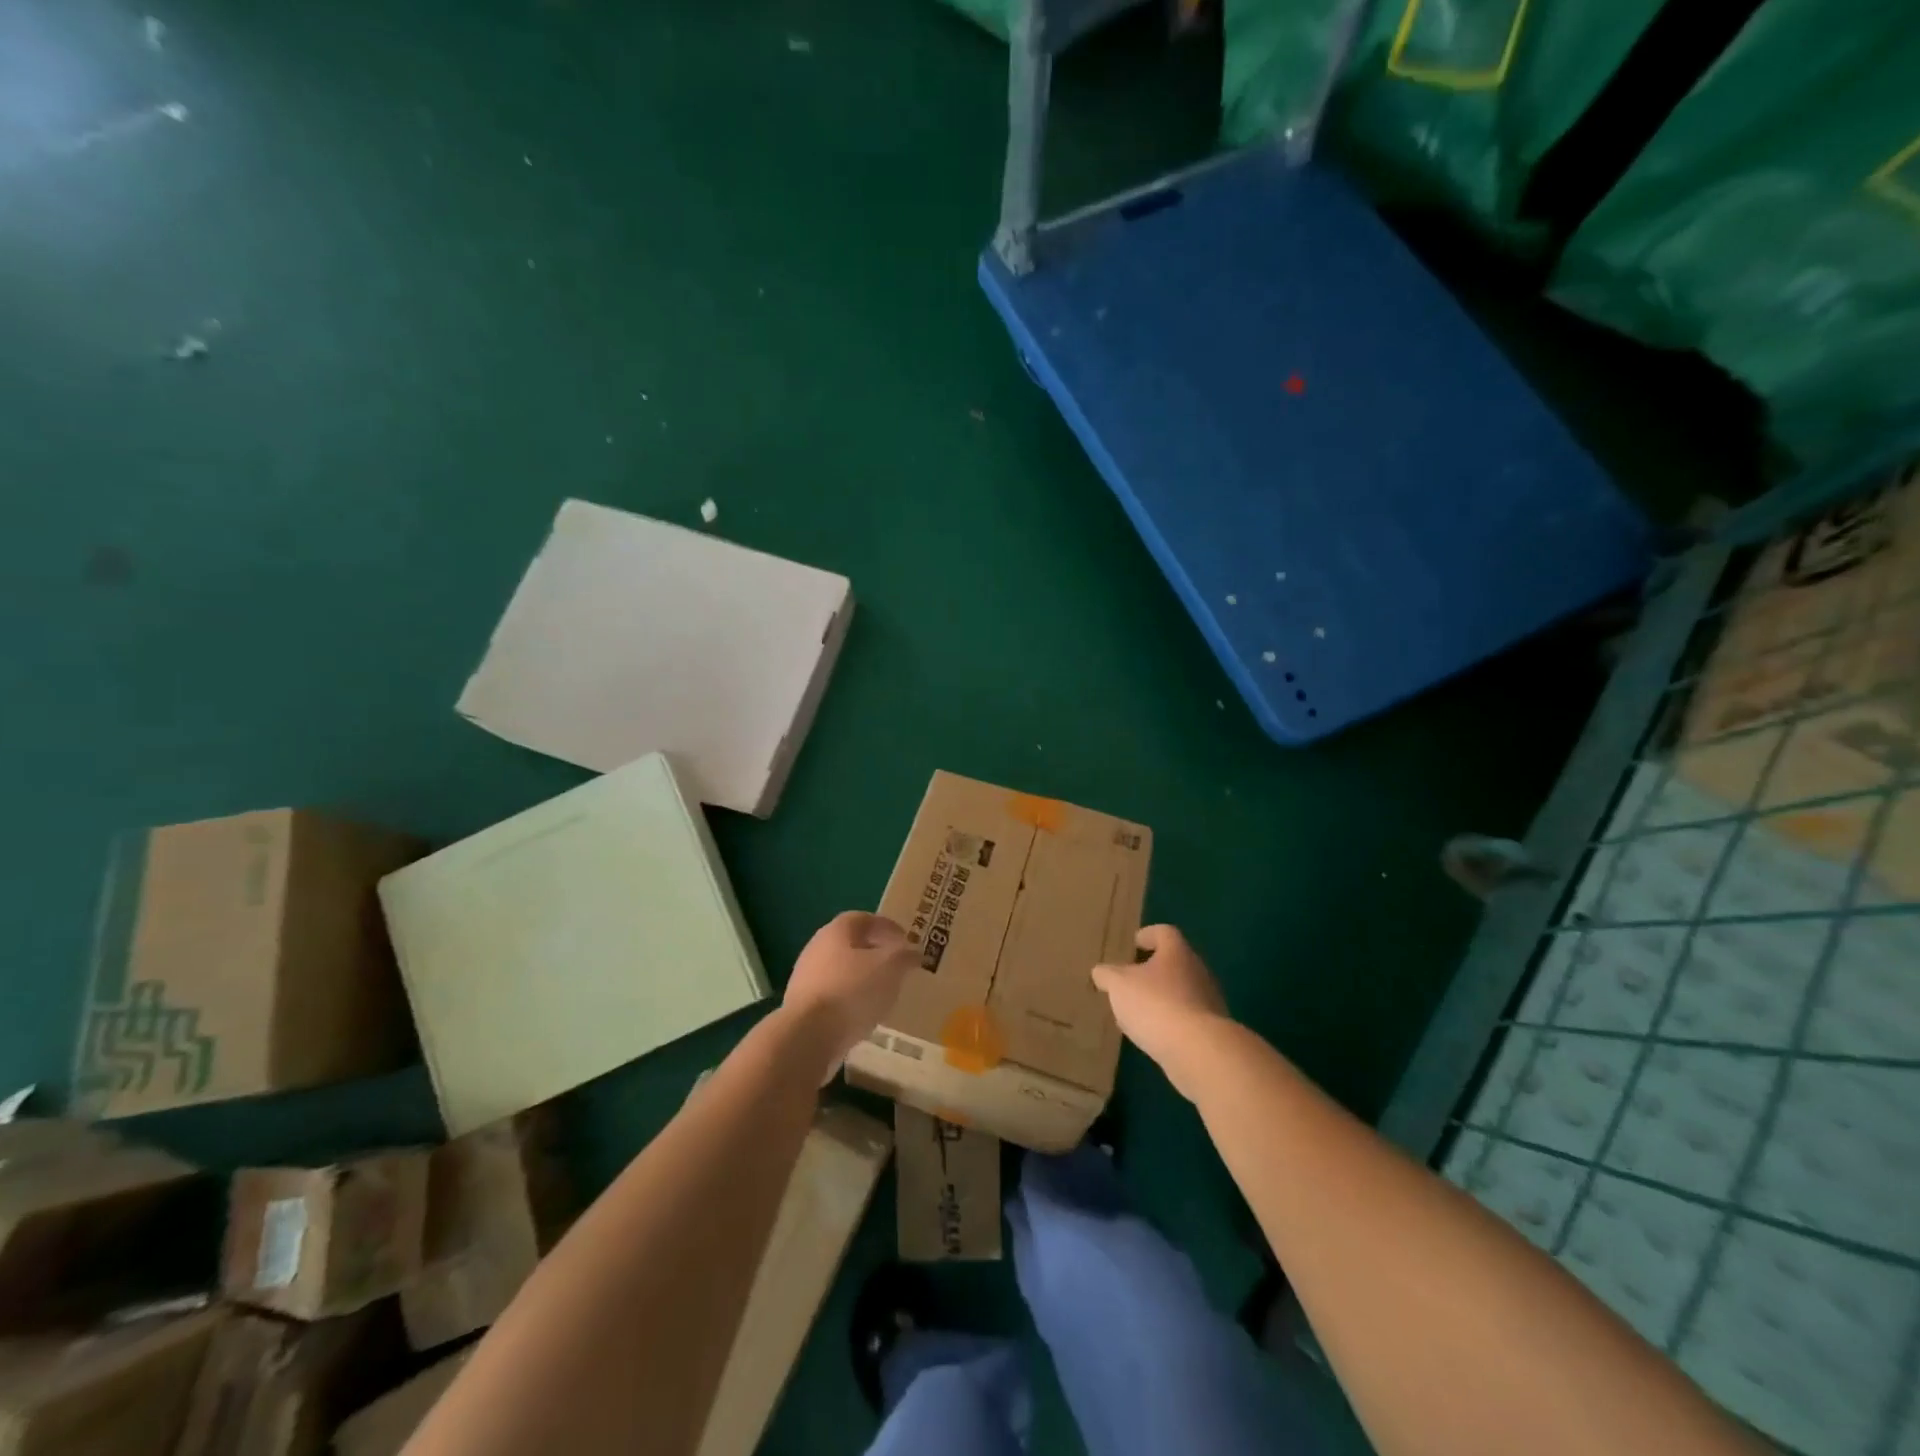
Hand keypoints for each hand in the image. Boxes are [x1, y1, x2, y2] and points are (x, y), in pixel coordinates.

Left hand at [782, 912, 914, 1072]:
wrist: (807, 1037)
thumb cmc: (852, 991)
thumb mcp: (890, 968)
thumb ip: (904, 956)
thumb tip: (913, 952)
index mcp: (836, 931)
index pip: (863, 918)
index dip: (886, 926)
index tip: (905, 940)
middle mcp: (817, 948)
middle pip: (850, 945)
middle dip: (874, 953)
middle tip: (897, 966)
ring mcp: (806, 979)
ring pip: (841, 972)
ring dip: (862, 979)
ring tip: (884, 993)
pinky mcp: (802, 1008)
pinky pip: (833, 997)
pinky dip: (850, 1001)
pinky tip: (865, 1015)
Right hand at [1091, 925, 1230, 1099]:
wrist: (1198, 1051)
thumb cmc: (1155, 1005)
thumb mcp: (1119, 985)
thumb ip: (1107, 975)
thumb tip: (1101, 972)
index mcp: (1177, 952)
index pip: (1164, 932)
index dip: (1148, 935)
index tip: (1134, 944)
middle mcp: (1197, 971)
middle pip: (1174, 963)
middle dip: (1152, 971)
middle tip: (1130, 981)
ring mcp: (1209, 1002)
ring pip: (1181, 993)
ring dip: (1161, 999)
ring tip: (1137, 1012)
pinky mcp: (1211, 1031)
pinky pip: (1186, 1019)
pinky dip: (1169, 1023)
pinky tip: (1152, 1036)